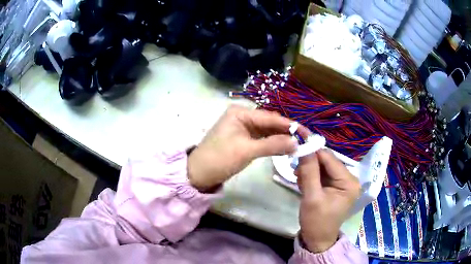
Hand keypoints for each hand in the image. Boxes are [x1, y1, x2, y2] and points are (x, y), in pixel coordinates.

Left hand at [188, 105, 307, 191]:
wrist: (199, 173)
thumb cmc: (219, 159)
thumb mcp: (246, 151)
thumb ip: (272, 145)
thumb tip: (296, 143)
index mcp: (240, 112)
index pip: (270, 117)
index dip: (290, 125)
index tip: (307, 132)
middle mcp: (242, 116)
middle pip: (270, 123)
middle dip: (287, 131)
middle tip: (306, 139)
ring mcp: (243, 127)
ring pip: (267, 131)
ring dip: (281, 138)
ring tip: (299, 144)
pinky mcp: (244, 139)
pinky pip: (262, 138)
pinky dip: (273, 143)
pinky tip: (285, 147)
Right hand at [295, 149, 360, 252]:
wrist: (317, 240)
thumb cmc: (316, 222)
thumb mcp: (311, 197)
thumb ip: (309, 172)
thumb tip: (304, 147)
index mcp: (349, 181)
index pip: (330, 158)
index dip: (313, 150)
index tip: (296, 144)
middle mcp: (349, 178)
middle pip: (326, 161)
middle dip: (310, 163)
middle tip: (295, 170)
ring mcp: (342, 182)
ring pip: (322, 167)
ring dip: (309, 170)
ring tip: (299, 180)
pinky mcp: (335, 186)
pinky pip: (322, 174)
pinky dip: (311, 176)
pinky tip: (304, 184)